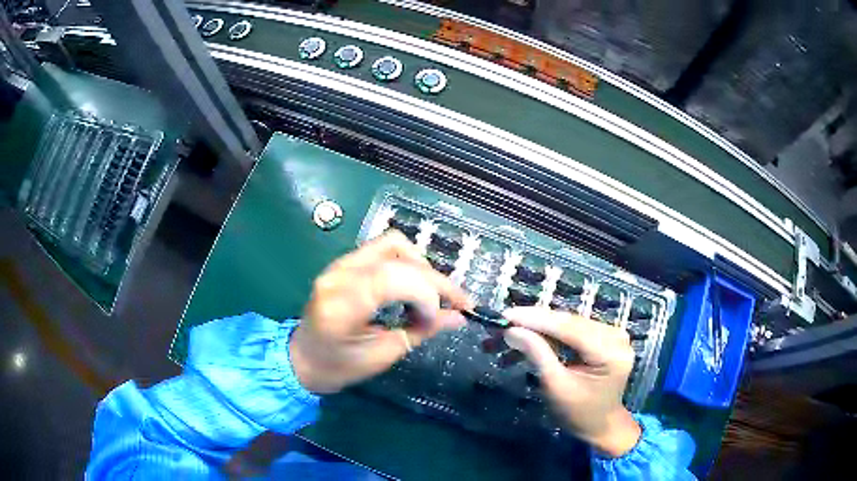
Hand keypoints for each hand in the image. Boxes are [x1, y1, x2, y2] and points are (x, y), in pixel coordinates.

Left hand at [290, 231, 471, 393]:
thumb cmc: (338, 366)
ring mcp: (339, 264)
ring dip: (420, 265)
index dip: (427, 294)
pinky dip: (406, 261)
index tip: (442, 317)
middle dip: (434, 280)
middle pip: (397, 258)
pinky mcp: (344, 262)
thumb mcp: (383, 355)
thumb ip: (421, 331)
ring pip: (393, 244)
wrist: (302, 359)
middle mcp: (338, 275)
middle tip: (454, 305)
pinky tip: (413, 284)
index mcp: (341, 305)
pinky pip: (383, 248)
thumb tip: (458, 317)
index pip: (393, 278)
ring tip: (432, 294)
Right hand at [502, 307, 640, 456]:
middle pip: (569, 322)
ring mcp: (613, 334)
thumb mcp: (555, 387)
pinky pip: (574, 329)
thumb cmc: (578, 413)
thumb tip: (511, 330)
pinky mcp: (606, 336)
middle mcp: (616, 336)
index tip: (506, 314)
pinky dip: (551, 333)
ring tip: (510, 331)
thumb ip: (537, 354)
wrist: (601, 424)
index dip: (537, 319)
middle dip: (535, 322)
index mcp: (610, 352)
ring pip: (569, 323)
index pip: (570, 328)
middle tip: (503, 322)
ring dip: (540, 327)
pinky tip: (530, 335)